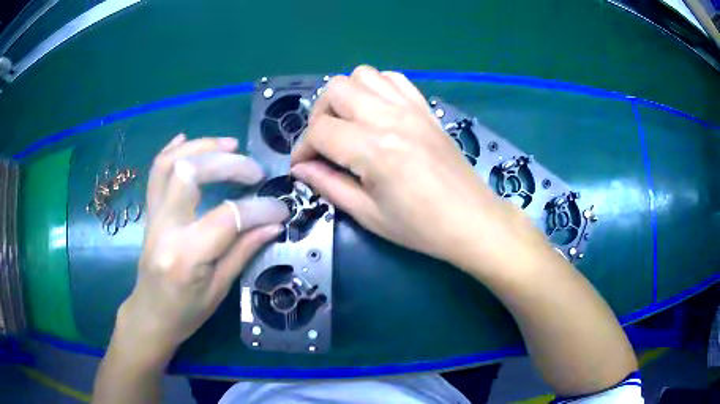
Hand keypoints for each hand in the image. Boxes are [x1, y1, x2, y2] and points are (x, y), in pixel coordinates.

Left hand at [115, 134, 288, 361]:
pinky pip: (156, 173)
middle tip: (254, 171)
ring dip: (201, 147)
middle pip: (191, 174)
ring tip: (230, 144)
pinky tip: (187, 139)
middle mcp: (165, 229)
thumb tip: (273, 224)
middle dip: (228, 164)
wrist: (150, 315)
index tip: (280, 209)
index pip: (226, 218)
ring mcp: (153, 217)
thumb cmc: (186, 313)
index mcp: (186, 256)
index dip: (258, 209)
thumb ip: (244, 251)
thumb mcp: (220, 290)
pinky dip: (171, 150)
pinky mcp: (149, 213)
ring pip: (170, 164)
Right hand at [291, 66, 534, 264]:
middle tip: (324, 143)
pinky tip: (376, 112)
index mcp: (374, 148)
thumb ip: (329, 185)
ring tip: (348, 124)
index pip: (320, 131)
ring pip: (362, 75)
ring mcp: (411, 108)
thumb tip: (300, 169)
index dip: (302, 149)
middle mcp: (390, 117)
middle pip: (336, 90)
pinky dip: (375, 88)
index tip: (303, 167)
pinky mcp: (425, 108)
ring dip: (346, 96)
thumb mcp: (368, 214)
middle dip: (319, 115)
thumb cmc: (420, 227)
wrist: (471, 220)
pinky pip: (393, 79)